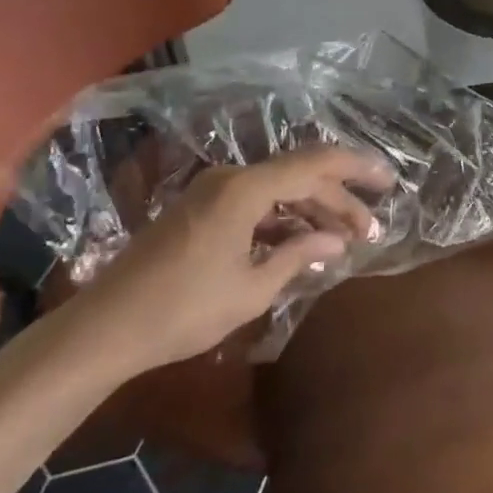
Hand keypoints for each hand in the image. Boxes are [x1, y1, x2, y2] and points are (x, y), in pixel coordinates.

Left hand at [62, 146, 393, 377]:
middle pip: (299, 177)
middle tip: (370, 229)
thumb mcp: (250, 289)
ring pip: (277, 190)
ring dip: (311, 211)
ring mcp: (213, 192)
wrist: (105, 328)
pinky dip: (282, 219)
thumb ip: (297, 255)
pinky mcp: (201, 209)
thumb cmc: (182, 310)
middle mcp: (232, 178)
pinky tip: (302, 243)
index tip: (387, 180)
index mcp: (246, 188)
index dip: (356, 168)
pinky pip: (255, 203)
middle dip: (338, 200)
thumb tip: (336, 240)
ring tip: (344, 239)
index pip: (315, 164)